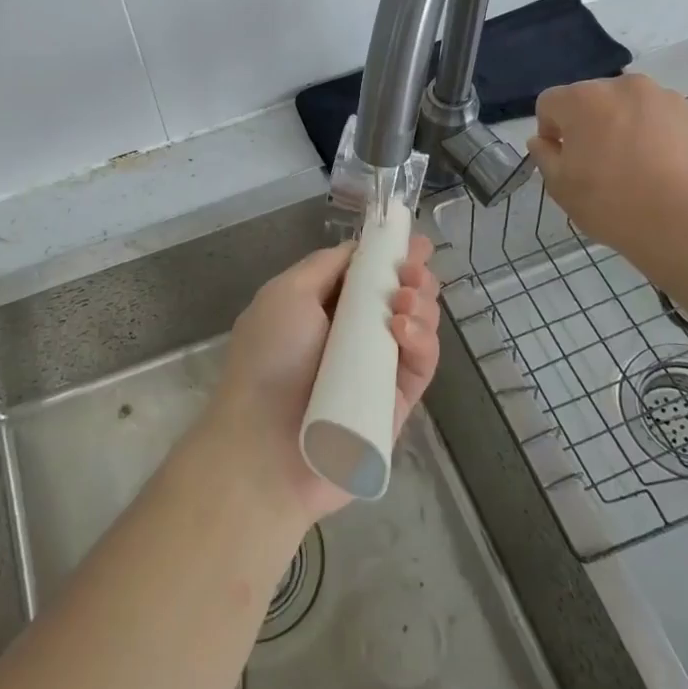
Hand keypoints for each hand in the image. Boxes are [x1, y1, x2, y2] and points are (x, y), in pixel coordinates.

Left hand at [206, 236, 440, 524]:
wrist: (266, 447)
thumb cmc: (269, 358)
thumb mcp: (286, 294)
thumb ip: (325, 266)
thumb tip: (360, 249)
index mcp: (320, 306)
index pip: (364, 274)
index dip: (389, 255)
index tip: (415, 241)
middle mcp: (349, 334)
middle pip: (396, 296)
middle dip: (411, 275)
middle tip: (414, 271)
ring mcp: (375, 368)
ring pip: (415, 325)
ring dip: (419, 302)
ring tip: (404, 301)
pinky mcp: (396, 401)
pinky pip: (419, 364)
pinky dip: (421, 340)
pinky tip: (405, 329)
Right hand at [526, 75, 687, 262]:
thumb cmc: (613, 204)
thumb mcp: (561, 187)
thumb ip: (545, 156)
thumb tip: (543, 141)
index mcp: (582, 99)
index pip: (549, 103)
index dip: (549, 130)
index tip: (562, 159)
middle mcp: (620, 86)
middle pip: (589, 99)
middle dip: (586, 124)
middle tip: (596, 164)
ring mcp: (661, 97)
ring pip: (625, 106)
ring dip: (619, 126)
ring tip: (632, 165)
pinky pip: (656, 117)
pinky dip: (651, 133)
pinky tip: (659, 167)